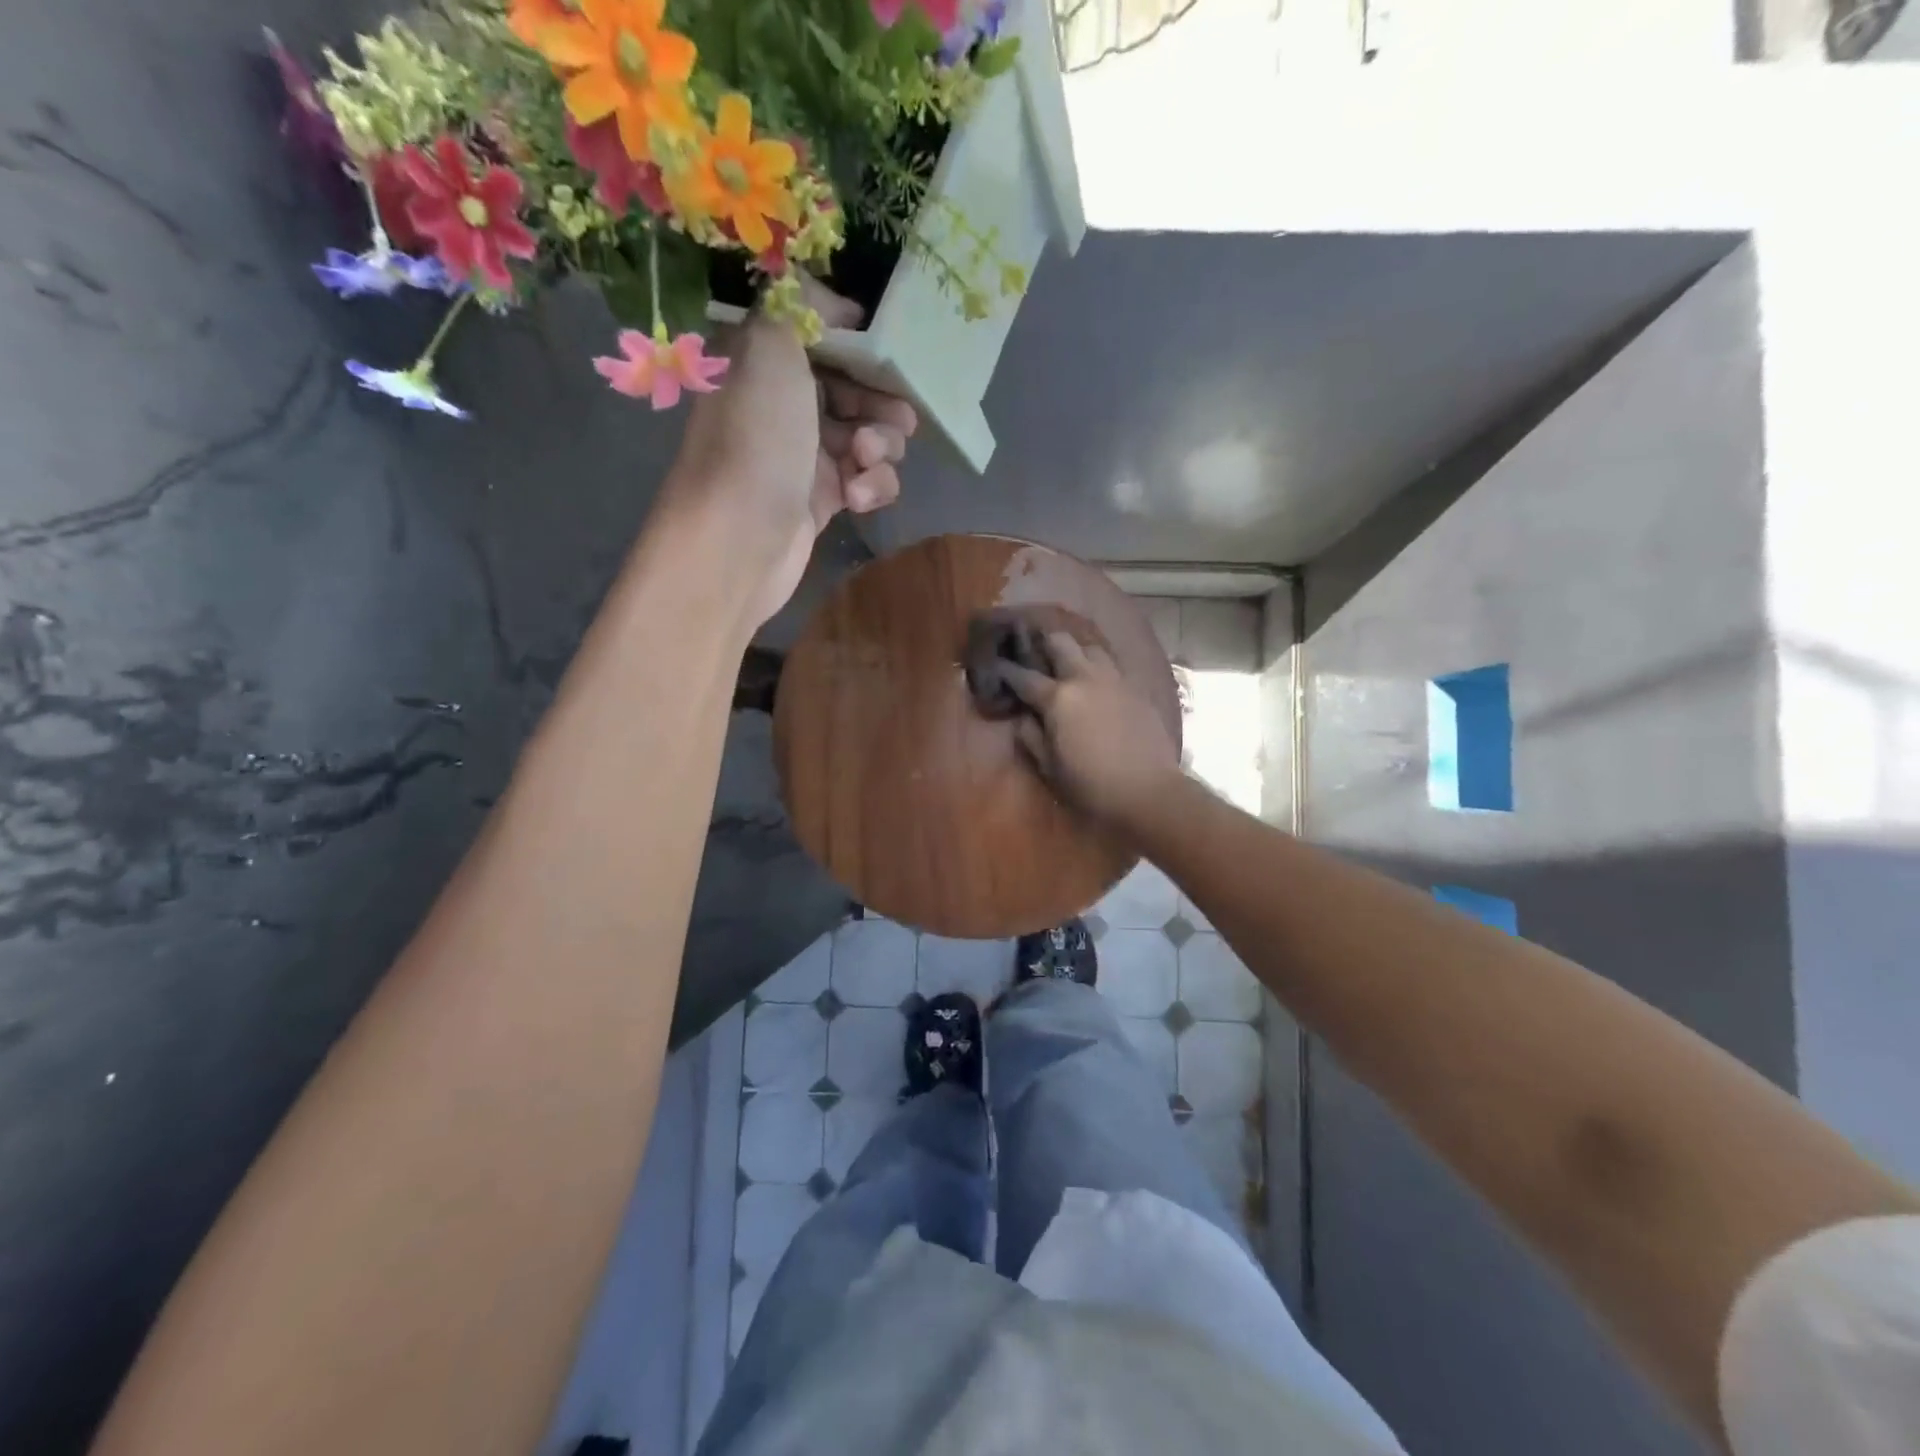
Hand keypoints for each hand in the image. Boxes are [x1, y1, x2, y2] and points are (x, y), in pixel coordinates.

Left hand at [666, 282, 916, 625]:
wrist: (737, 542)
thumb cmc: (756, 440)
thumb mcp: (770, 348)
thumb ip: (800, 305)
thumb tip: (836, 303)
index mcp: (765, 361)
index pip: (824, 338)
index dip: (861, 346)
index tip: (891, 357)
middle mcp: (784, 405)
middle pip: (854, 389)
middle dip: (881, 402)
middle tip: (895, 419)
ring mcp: (804, 456)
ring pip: (868, 437)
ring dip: (881, 447)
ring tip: (865, 462)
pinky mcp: (822, 502)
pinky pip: (866, 482)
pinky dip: (872, 487)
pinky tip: (857, 499)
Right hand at [1000, 631, 1181, 830]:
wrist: (1148, 791)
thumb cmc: (1091, 785)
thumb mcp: (1049, 767)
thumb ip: (1031, 736)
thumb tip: (1023, 716)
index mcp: (1058, 698)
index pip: (1024, 676)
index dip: (1007, 670)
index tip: (996, 665)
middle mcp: (1084, 678)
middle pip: (1060, 643)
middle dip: (1042, 643)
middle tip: (1034, 652)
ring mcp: (1114, 680)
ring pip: (1090, 647)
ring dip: (1075, 650)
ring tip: (1068, 662)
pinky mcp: (1136, 688)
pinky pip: (1113, 665)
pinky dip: (1098, 666)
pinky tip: (1096, 680)